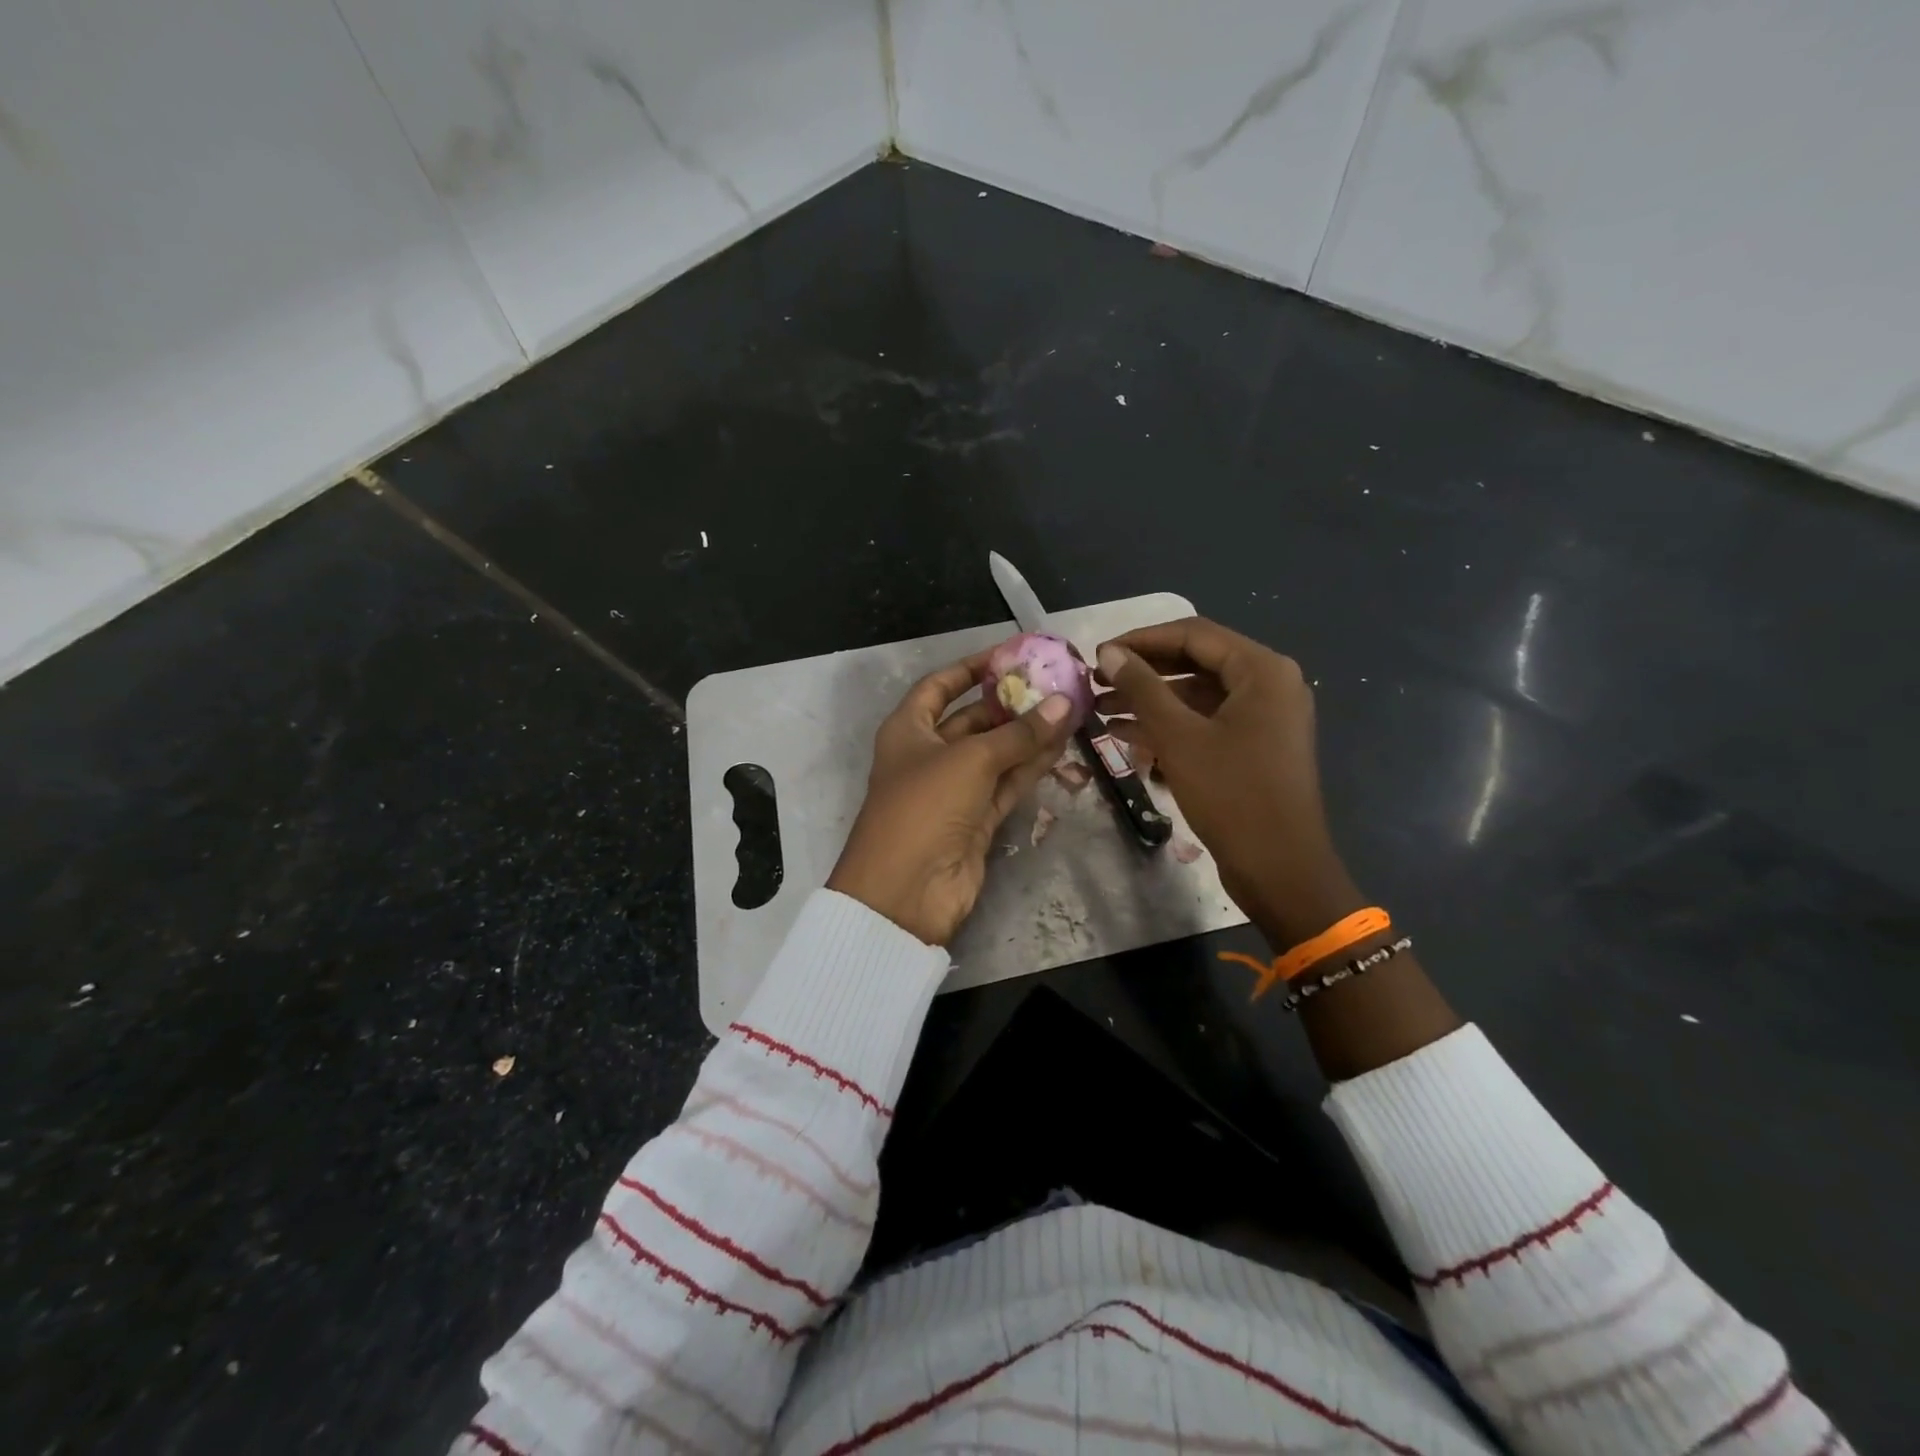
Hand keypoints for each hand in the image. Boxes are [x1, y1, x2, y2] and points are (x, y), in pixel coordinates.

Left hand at [828, 652, 1076, 946]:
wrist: (907, 890)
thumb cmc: (925, 806)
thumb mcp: (970, 760)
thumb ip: (1019, 733)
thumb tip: (1063, 703)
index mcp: (908, 730)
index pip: (940, 686)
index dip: (972, 668)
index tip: (1010, 655)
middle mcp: (928, 754)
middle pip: (973, 719)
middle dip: (1011, 702)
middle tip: (1055, 683)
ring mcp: (953, 789)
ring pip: (996, 753)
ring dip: (1028, 734)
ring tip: (1069, 708)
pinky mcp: (976, 819)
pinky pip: (1006, 784)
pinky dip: (1031, 766)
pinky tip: (1062, 745)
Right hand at [1095, 618, 1361, 944]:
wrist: (1279, 869)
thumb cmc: (1231, 795)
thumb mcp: (1179, 737)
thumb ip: (1142, 688)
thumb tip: (1108, 653)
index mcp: (1262, 670)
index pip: (1193, 634)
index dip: (1141, 640)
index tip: (1097, 654)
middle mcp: (1269, 684)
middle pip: (1195, 662)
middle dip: (1142, 671)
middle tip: (1095, 680)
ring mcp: (1263, 717)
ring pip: (1197, 695)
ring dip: (1150, 700)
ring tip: (1099, 708)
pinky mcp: (1253, 746)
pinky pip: (1205, 722)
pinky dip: (1168, 725)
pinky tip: (1123, 734)